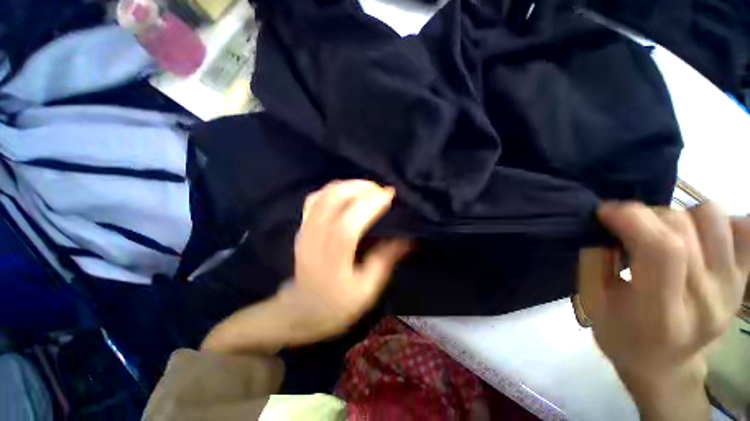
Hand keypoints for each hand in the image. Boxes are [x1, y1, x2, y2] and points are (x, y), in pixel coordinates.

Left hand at [282, 180, 410, 338]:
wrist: (302, 309)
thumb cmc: (338, 304)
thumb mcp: (368, 289)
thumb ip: (386, 260)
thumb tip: (407, 238)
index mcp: (332, 260)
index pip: (348, 225)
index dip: (369, 205)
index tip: (389, 194)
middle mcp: (314, 240)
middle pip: (333, 201)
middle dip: (360, 188)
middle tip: (381, 190)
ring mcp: (305, 230)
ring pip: (323, 195)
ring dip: (348, 185)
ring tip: (368, 188)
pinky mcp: (301, 226)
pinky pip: (315, 198)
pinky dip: (333, 189)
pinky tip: (347, 191)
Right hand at [587, 202, 749, 419]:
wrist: (664, 365)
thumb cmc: (620, 334)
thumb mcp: (592, 302)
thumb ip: (594, 260)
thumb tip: (606, 225)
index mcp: (660, 314)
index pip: (662, 249)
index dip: (632, 217)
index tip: (605, 211)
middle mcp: (705, 300)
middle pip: (683, 228)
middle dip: (645, 214)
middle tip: (626, 227)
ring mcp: (731, 289)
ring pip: (712, 217)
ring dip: (678, 215)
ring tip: (662, 232)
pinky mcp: (743, 280)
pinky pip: (745, 229)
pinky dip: (718, 222)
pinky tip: (696, 236)